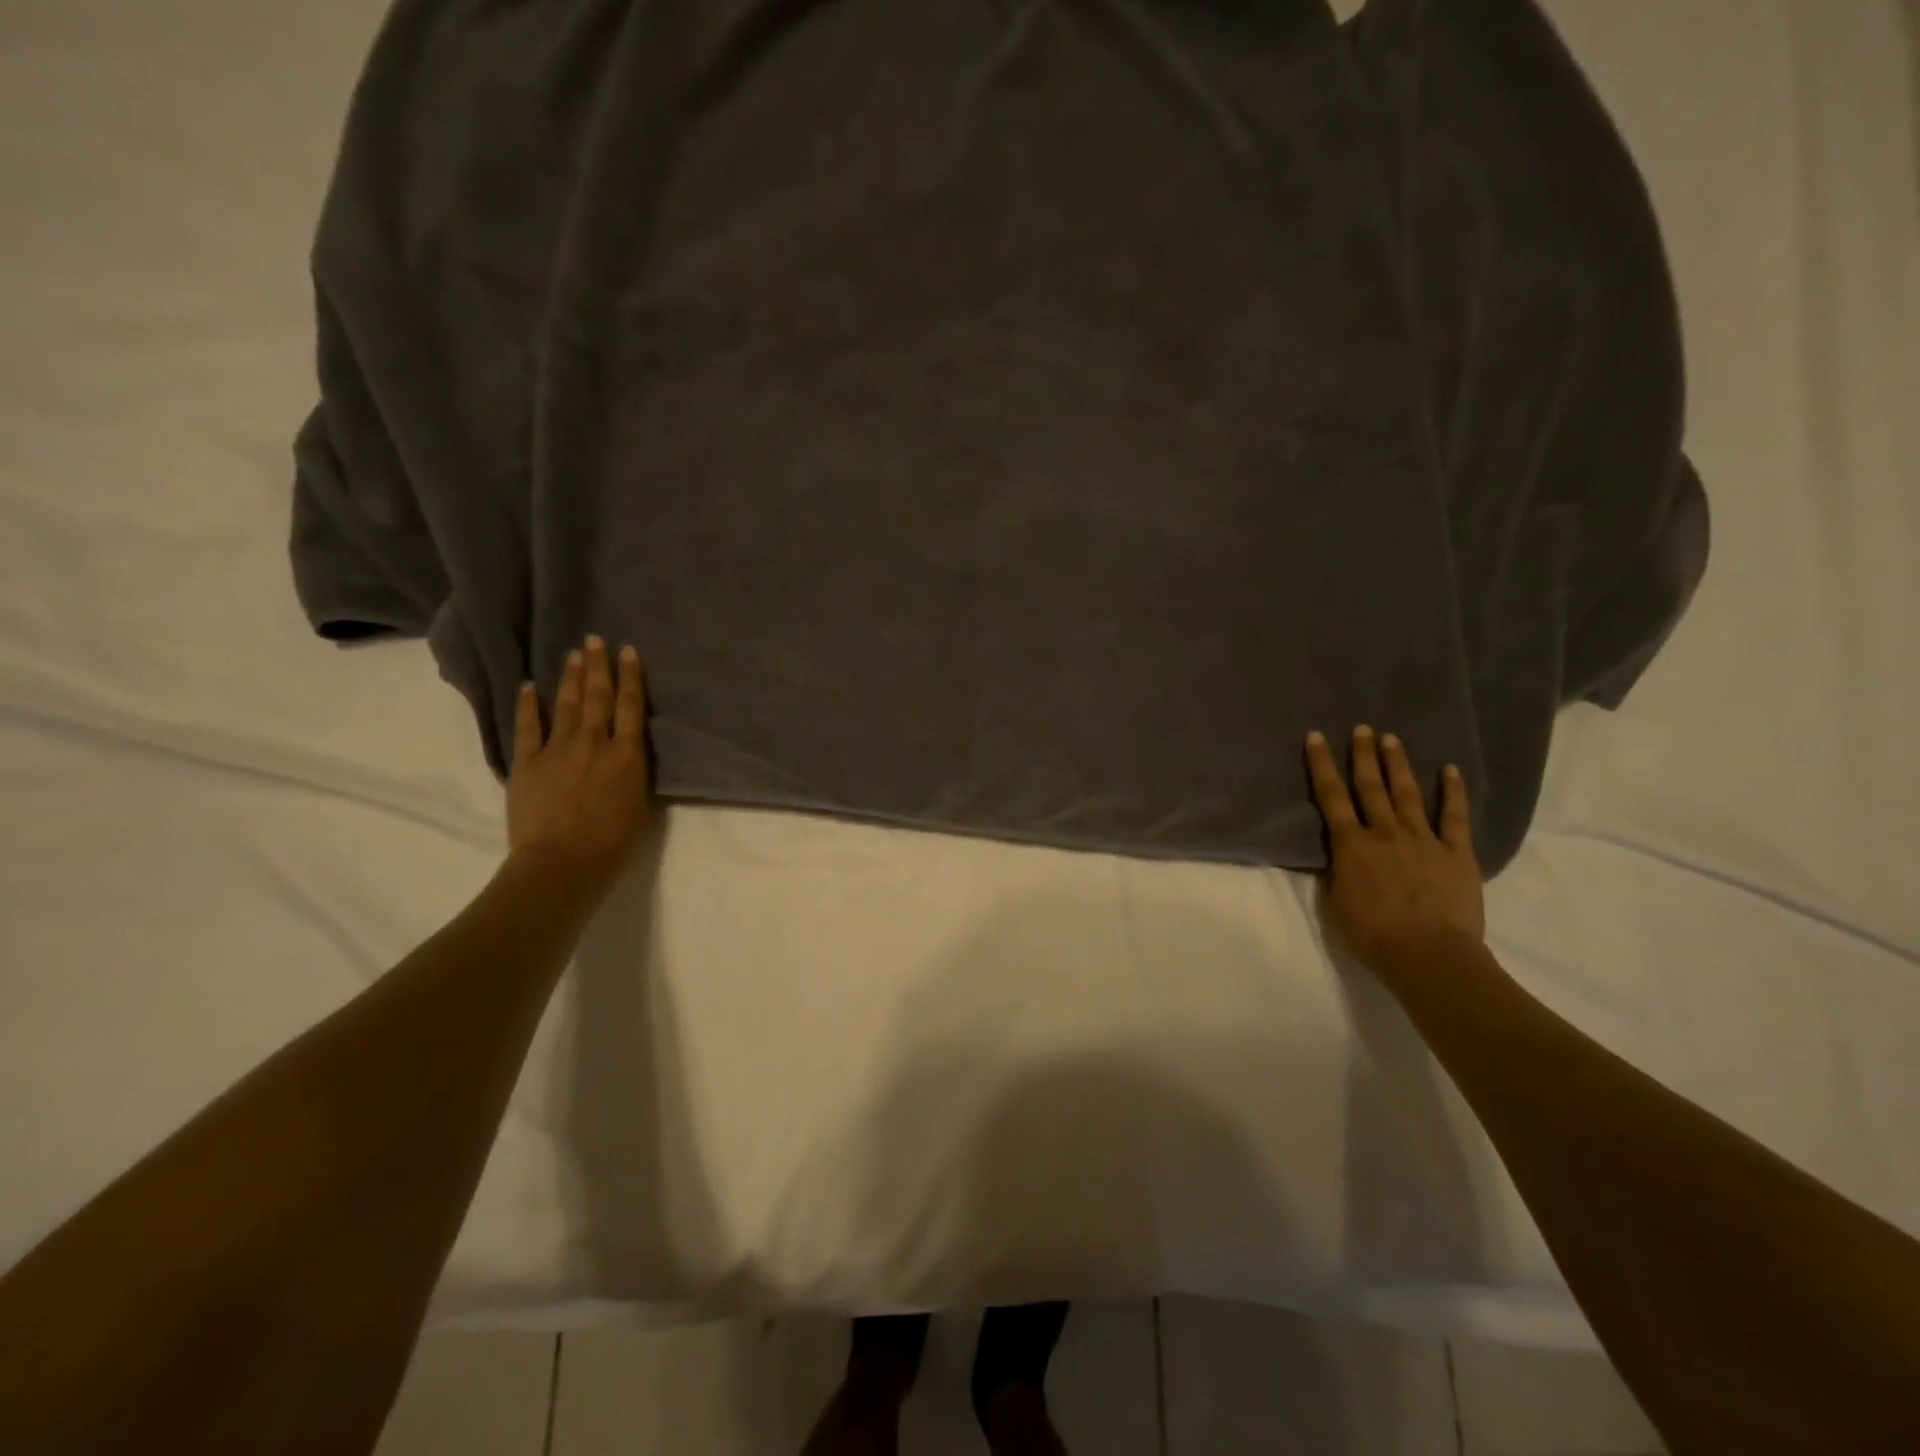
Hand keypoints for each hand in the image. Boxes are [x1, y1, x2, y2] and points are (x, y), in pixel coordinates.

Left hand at [507, 636, 651, 896]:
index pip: (630, 707)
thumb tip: (628, 752)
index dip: (630, 677)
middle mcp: (595, 743)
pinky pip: (528, 727)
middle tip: (595, 640)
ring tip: (573, 655)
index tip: (628, 651)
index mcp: (627, 755)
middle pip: (598, 696)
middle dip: (598, 666)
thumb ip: (634, 772)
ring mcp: (558, 750)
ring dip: (570, 678)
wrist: (562, 864)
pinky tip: (528, 686)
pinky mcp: (528, 762)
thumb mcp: (640, 805)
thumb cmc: (612, 844)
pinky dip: (528, 705)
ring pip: (566, 705)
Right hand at [1304, 726, 1484, 972]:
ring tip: (1391, 739)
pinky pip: (1455, 816)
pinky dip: (1452, 792)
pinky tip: (1449, 770)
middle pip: (1370, 787)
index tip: (1317, 737)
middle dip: (1363, 755)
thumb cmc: (1372, 935)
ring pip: (1408, 794)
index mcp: (1351, 845)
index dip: (1322, 765)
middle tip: (1361, 729)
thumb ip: (1339, 869)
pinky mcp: (1456, 853)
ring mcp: (1424, 840)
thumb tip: (1340, 852)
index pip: (1331, 797)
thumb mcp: (1337, 901)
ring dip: (1398, 764)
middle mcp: (1385, 833)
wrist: (1428, 956)